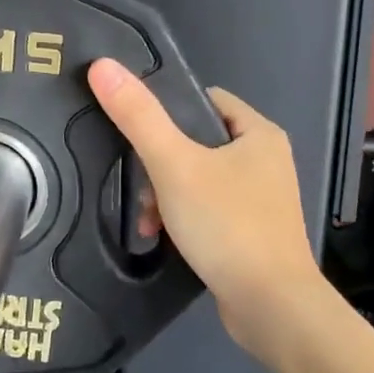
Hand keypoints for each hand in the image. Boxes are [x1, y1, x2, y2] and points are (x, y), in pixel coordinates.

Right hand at [87, 60, 325, 352]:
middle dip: (159, 165)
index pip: (203, 100)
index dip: (167, 109)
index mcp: (258, 133)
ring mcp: (260, 199)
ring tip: (146, 221)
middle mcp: (265, 160)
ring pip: (196, 179)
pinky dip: (181, 219)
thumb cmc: (227, 224)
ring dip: (164, 196)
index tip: (135, 130)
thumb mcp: (174, 165)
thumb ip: (138, 117)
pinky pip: (205, 210)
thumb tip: (103, 66)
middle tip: (139, 188)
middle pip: (195, 143)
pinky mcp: (250, 232)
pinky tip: (161, 238)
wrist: (271, 306)